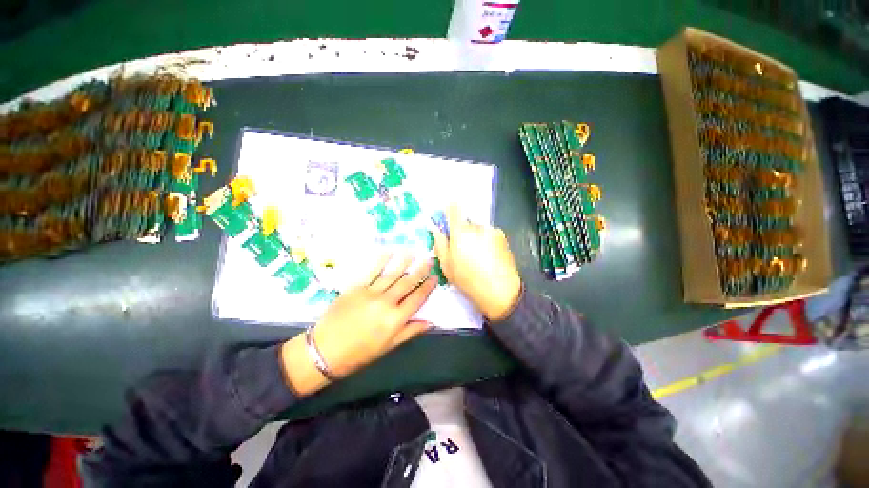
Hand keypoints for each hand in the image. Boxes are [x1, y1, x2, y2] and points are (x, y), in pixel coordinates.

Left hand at [309, 254, 437, 377]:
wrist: (324, 351)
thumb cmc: (359, 353)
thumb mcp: (388, 347)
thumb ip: (410, 331)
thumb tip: (431, 322)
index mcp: (395, 319)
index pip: (417, 298)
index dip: (428, 287)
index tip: (435, 277)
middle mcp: (386, 303)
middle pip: (407, 283)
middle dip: (420, 271)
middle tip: (429, 260)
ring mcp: (370, 293)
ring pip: (392, 274)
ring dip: (404, 262)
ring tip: (414, 252)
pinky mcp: (356, 287)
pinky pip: (371, 271)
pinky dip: (381, 260)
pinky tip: (389, 252)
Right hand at [433, 205, 521, 320]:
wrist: (500, 291)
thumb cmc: (468, 280)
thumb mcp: (447, 265)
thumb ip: (440, 244)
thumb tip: (436, 229)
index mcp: (460, 232)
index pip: (454, 209)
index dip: (449, 210)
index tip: (447, 217)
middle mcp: (477, 227)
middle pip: (466, 222)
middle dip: (462, 232)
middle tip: (462, 250)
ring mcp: (492, 231)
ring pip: (478, 229)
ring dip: (475, 237)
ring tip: (477, 257)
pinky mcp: (502, 237)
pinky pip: (489, 234)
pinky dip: (486, 241)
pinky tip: (488, 257)